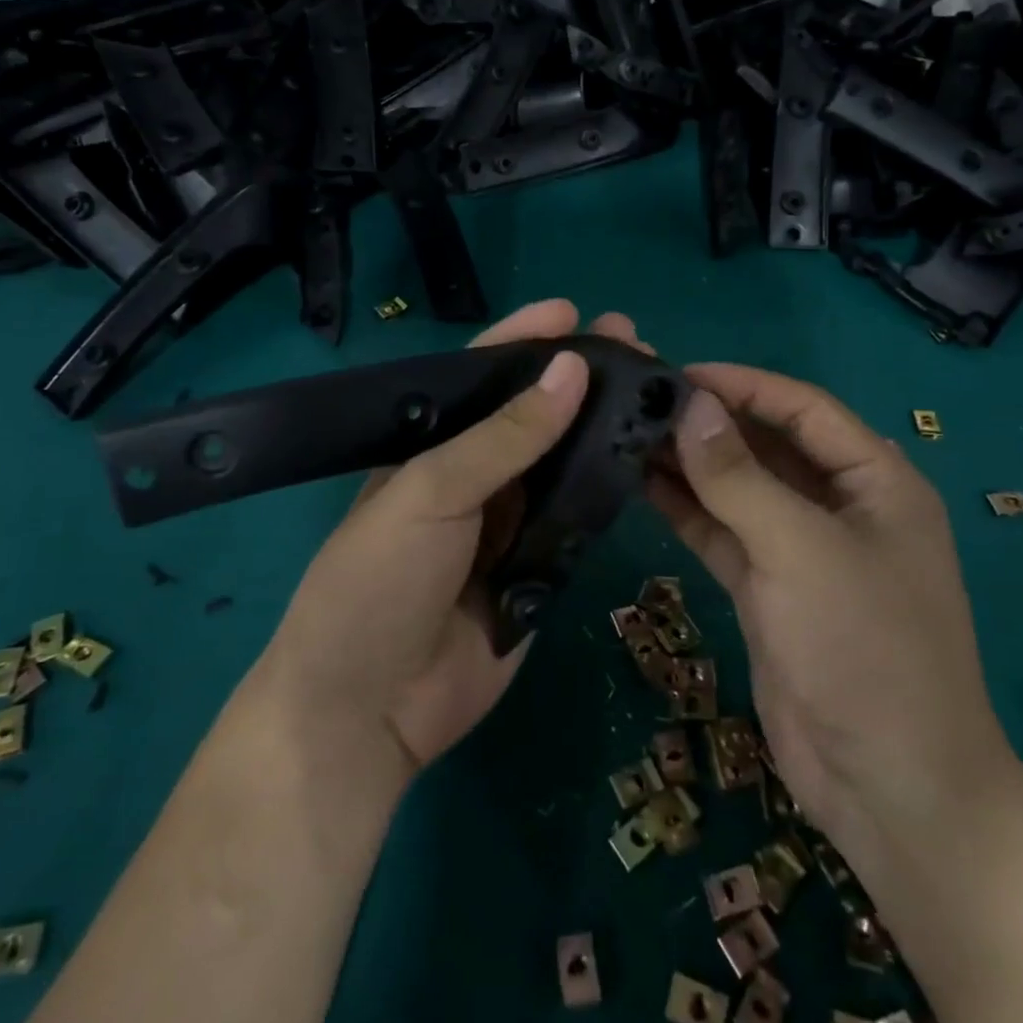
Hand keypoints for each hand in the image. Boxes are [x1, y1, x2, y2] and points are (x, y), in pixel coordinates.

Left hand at [260, 299, 647, 792]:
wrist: (368, 710)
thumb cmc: (377, 582)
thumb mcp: (431, 494)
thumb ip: (504, 437)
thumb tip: (571, 369)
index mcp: (432, 446)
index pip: (481, 376)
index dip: (524, 340)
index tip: (573, 311)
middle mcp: (474, 475)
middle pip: (534, 414)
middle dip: (579, 377)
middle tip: (634, 343)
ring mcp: (510, 522)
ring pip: (564, 461)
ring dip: (603, 426)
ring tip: (653, 390)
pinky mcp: (541, 568)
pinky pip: (581, 517)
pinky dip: (611, 486)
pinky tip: (649, 456)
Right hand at [647, 364, 1019, 863]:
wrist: (890, 790)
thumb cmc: (865, 650)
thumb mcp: (802, 551)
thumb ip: (739, 477)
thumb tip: (689, 406)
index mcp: (876, 481)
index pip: (803, 408)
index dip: (742, 385)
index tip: (677, 373)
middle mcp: (840, 506)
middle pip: (768, 445)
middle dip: (710, 423)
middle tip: (639, 401)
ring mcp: (802, 551)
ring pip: (740, 490)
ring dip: (691, 465)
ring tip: (628, 435)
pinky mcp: (769, 590)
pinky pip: (724, 534)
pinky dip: (687, 510)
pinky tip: (641, 485)